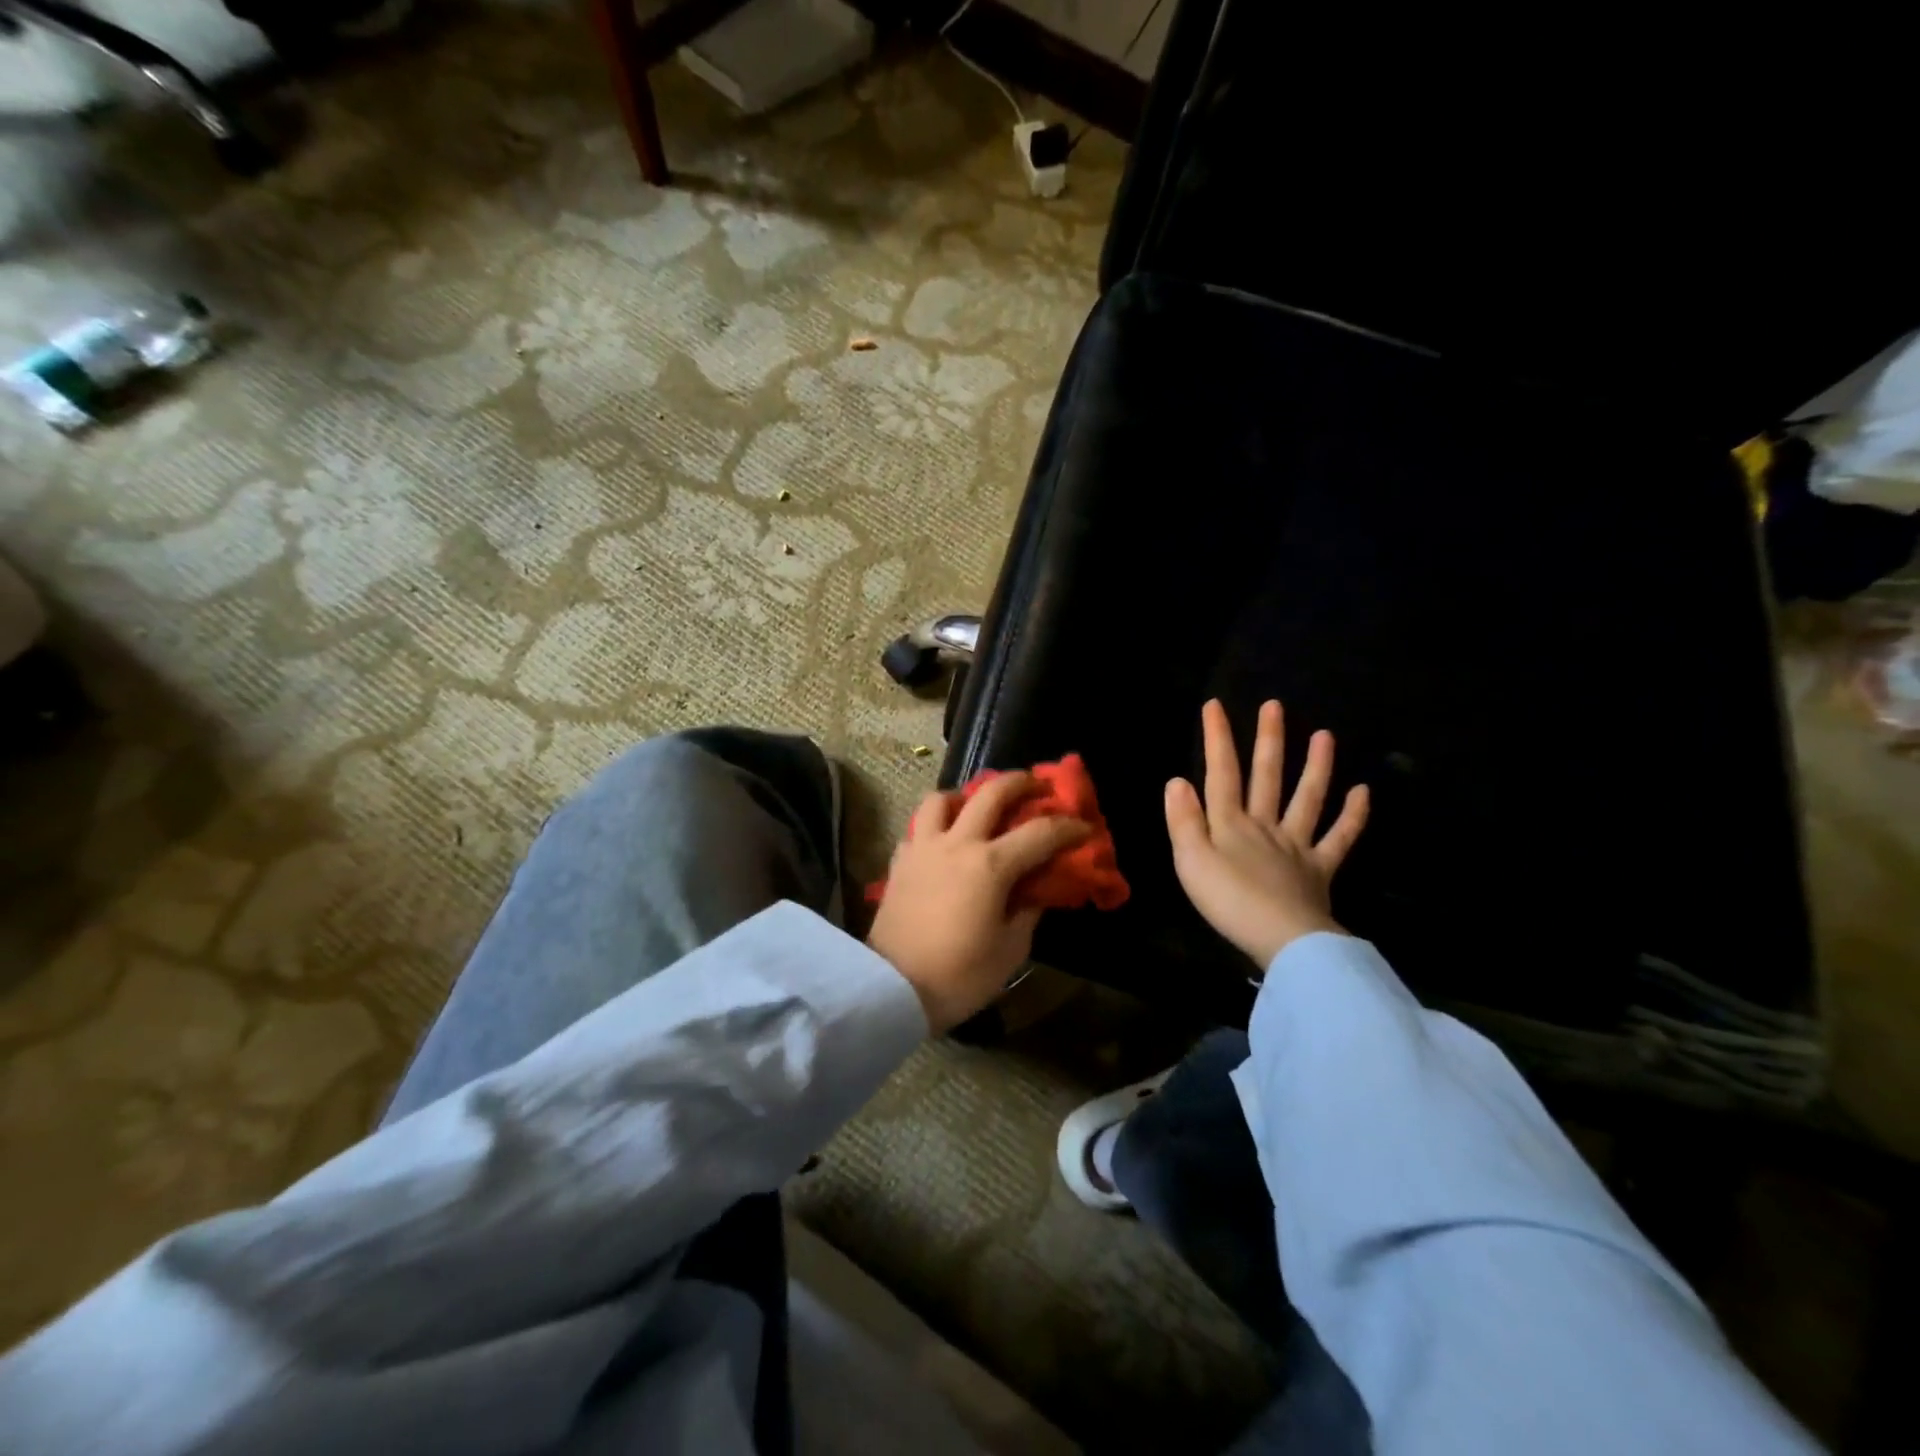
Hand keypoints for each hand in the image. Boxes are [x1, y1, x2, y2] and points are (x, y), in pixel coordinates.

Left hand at [868, 773, 1089, 1034]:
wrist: (893, 988)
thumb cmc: (959, 975)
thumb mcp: (1011, 950)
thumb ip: (1028, 912)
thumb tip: (1036, 891)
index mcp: (991, 865)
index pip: (1041, 832)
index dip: (1069, 827)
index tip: (1085, 827)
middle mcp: (958, 843)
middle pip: (991, 792)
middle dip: (1020, 782)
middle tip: (1036, 787)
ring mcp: (924, 847)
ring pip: (943, 798)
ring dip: (966, 795)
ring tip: (977, 808)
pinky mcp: (899, 861)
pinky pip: (919, 827)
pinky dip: (936, 824)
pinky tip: (944, 841)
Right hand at [1166, 699, 1369, 969]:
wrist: (1283, 940)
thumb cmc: (1229, 901)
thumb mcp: (1190, 862)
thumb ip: (1184, 821)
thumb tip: (1177, 781)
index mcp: (1230, 824)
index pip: (1221, 773)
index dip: (1217, 739)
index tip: (1215, 706)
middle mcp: (1264, 826)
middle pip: (1267, 777)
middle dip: (1268, 740)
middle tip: (1274, 706)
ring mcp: (1296, 845)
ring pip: (1307, 798)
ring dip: (1316, 766)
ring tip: (1325, 735)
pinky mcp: (1320, 869)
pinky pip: (1339, 839)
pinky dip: (1353, 816)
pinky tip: (1362, 793)